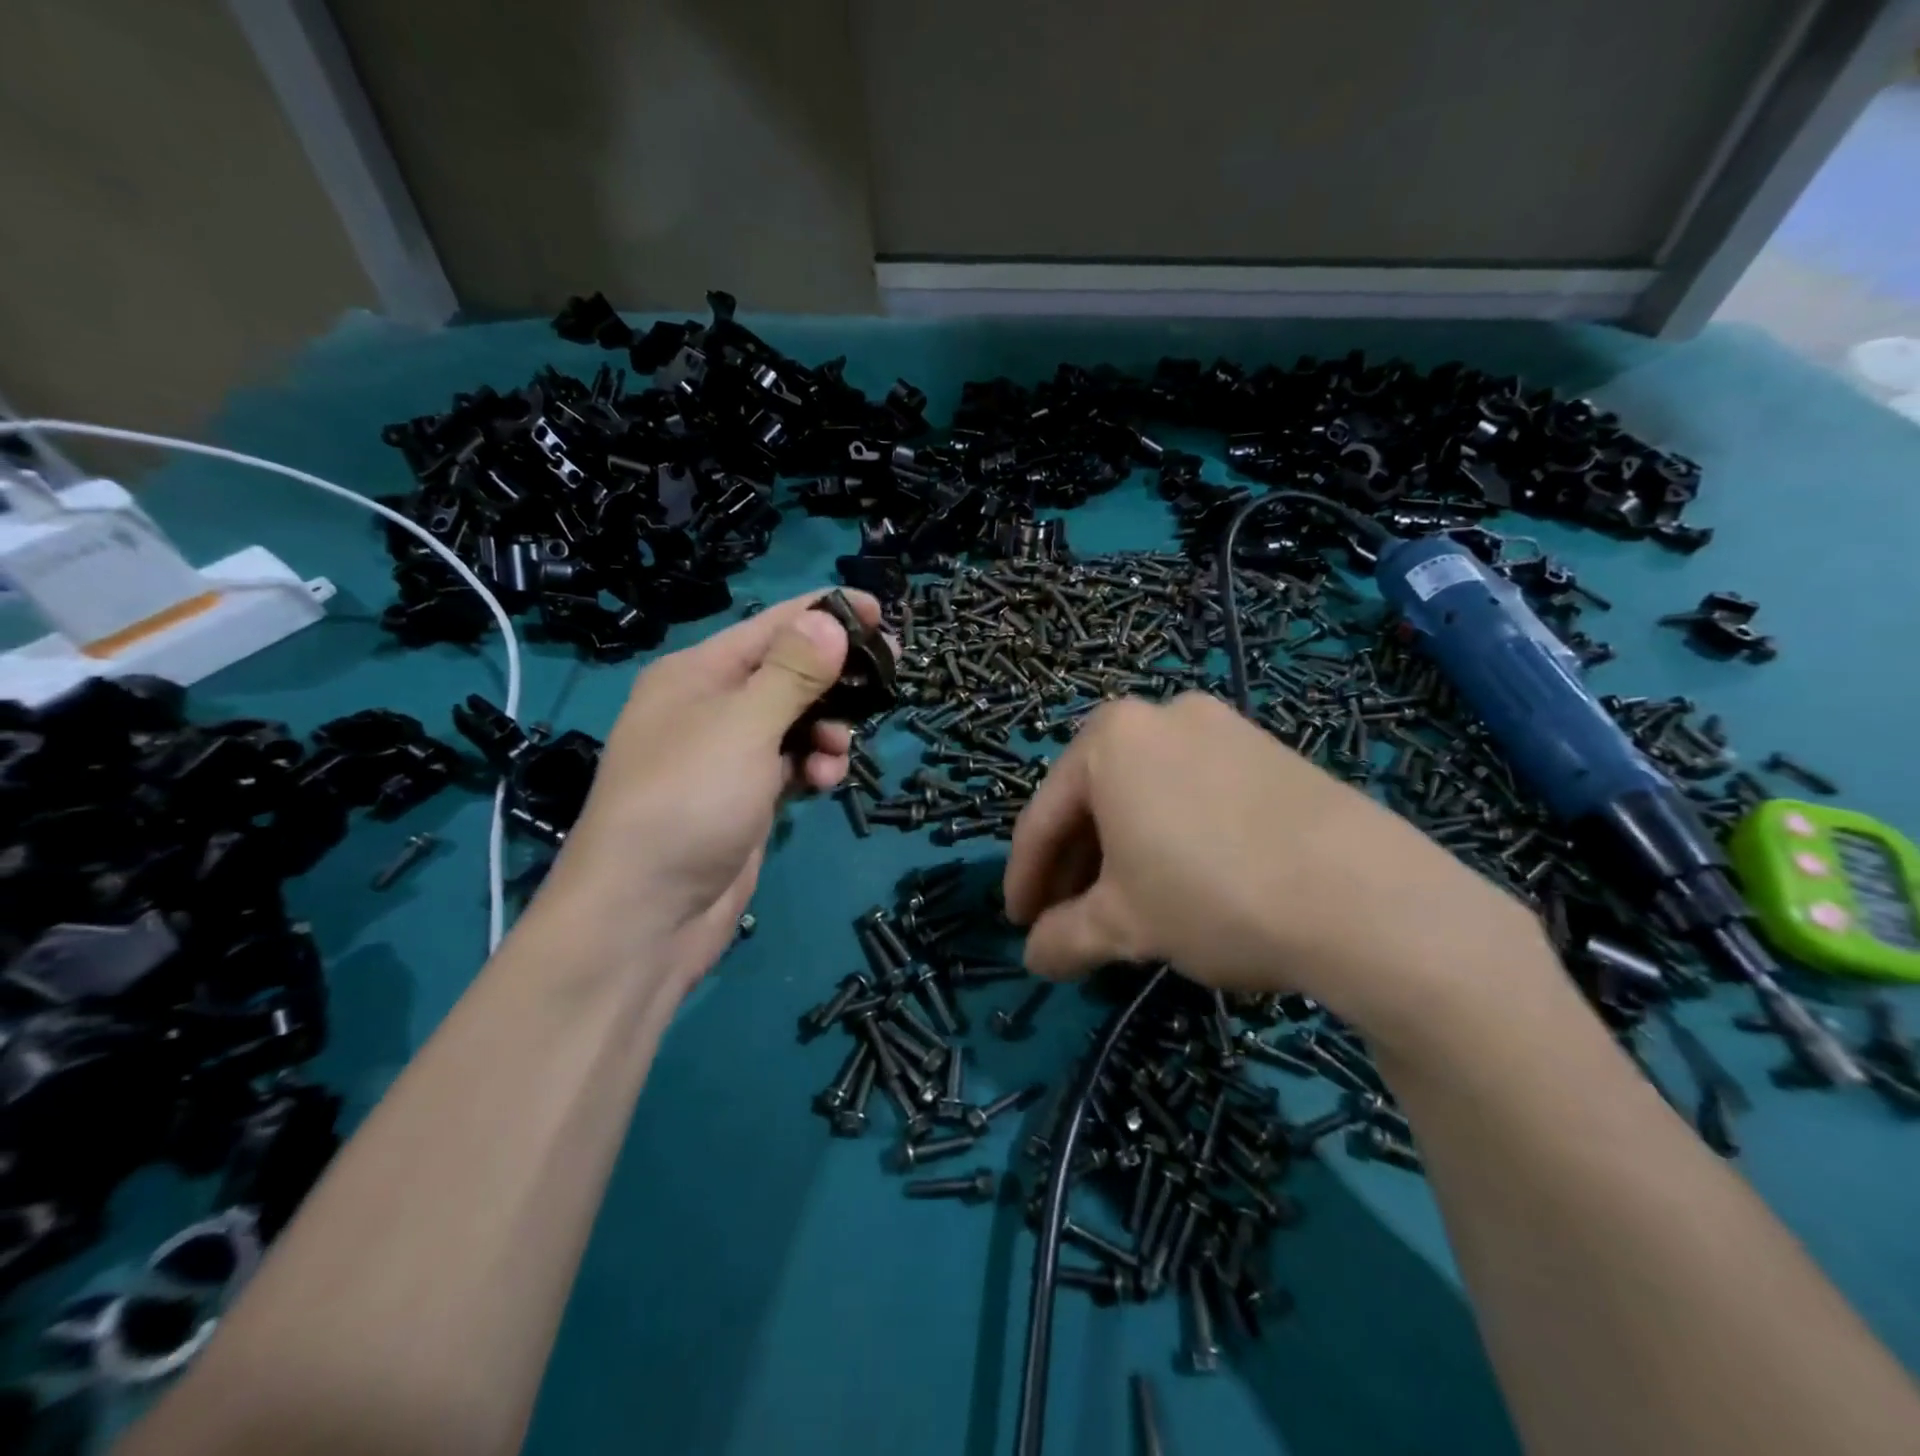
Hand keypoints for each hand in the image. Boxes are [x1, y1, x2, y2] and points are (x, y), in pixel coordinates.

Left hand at [534, 589, 881, 990]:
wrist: (646, 916)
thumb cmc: (689, 802)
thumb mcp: (743, 726)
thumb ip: (792, 672)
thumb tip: (829, 619)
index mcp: (697, 673)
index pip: (772, 625)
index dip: (827, 614)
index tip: (883, 615)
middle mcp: (710, 706)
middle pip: (788, 672)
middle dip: (835, 678)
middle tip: (888, 679)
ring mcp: (727, 756)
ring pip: (796, 722)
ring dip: (827, 731)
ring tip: (837, 754)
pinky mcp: (744, 798)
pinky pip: (791, 764)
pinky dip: (812, 768)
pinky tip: (824, 786)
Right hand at [1002, 693, 1551, 1051]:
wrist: (1366, 898)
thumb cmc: (1213, 896)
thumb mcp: (1125, 925)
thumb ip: (1065, 936)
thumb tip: (1034, 957)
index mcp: (1110, 738)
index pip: (1044, 816)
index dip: (1026, 877)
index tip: (1019, 924)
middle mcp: (1161, 716)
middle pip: (1095, 799)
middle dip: (1076, 865)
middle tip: (1067, 921)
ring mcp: (1222, 728)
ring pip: (1146, 796)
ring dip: (1122, 853)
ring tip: (1123, 908)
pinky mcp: (1268, 752)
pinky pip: (1193, 794)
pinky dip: (1171, 836)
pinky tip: (1180, 881)